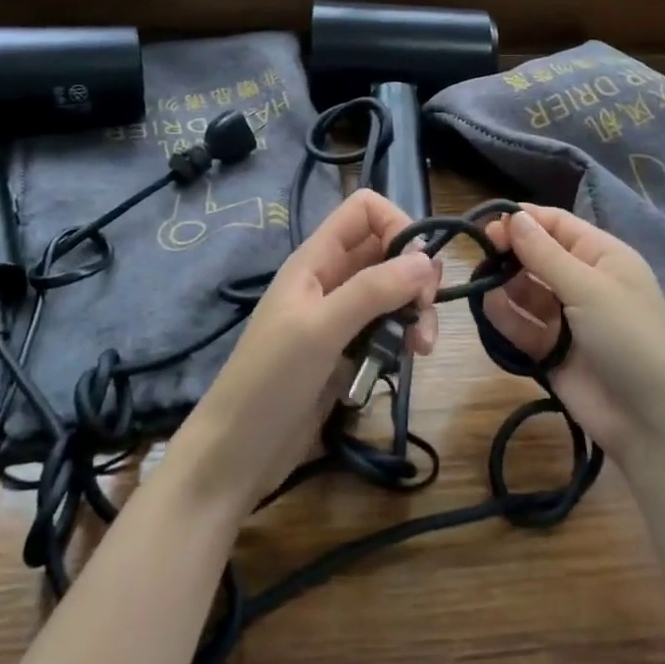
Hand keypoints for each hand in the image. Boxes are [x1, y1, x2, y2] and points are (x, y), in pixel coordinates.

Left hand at [171, 189, 440, 517]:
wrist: (237, 453)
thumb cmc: (270, 380)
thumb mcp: (321, 329)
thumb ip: (373, 290)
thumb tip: (427, 260)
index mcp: (316, 259)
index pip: (365, 210)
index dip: (397, 225)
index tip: (418, 266)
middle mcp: (330, 279)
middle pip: (387, 251)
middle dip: (415, 275)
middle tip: (424, 313)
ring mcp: (339, 316)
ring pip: (392, 292)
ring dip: (414, 312)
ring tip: (421, 349)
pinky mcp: (347, 352)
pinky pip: (386, 328)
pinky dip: (402, 338)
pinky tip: (406, 362)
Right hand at [483, 204, 664, 464]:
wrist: (652, 422)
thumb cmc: (629, 339)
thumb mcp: (590, 289)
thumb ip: (545, 254)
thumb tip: (514, 216)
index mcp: (602, 257)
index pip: (557, 224)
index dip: (525, 220)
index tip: (489, 224)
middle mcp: (583, 281)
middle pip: (537, 255)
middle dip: (510, 252)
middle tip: (483, 255)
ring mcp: (565, 317)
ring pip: (524, 289)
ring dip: (504, 284)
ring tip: (484, 284)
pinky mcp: (549, 349)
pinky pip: (521, 324)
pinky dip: (505, 315)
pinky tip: (490, 308)